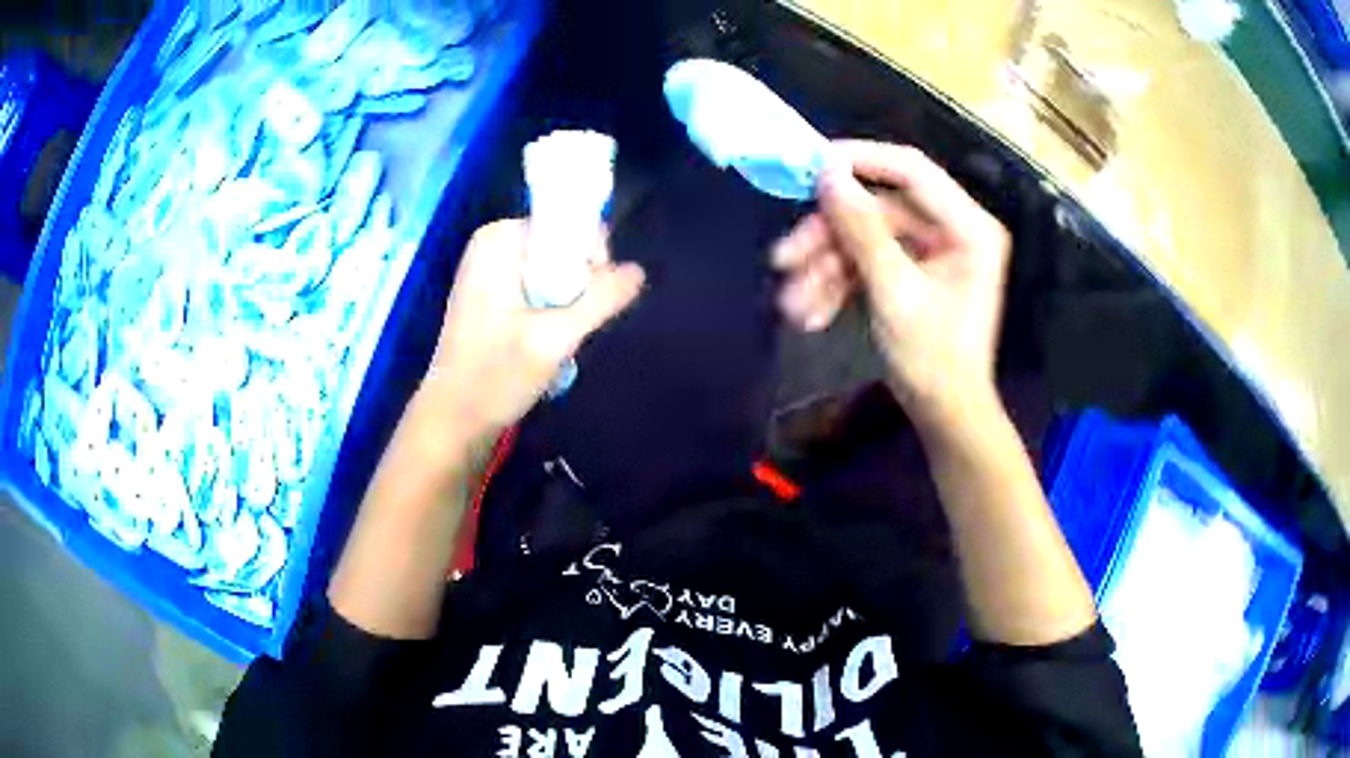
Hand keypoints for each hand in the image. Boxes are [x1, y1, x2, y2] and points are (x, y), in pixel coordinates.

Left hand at [421, 220, 644, 446]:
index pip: (573, 227)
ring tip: (554, 340)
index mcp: (500, 238)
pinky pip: (543, 289)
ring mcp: (493, 269)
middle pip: (567, 249)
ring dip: (568, 306)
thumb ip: (600, 300)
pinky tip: (544, 343)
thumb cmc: (494, 378)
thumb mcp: (553, 339)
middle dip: (579, 288)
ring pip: (559, 273)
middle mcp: (495, 243)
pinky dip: (553, 314)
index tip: (589, 303)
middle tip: (565, 329)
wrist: (453, 420)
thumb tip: (639, 271)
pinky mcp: (495, 294)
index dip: (592, 261)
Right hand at [772, 141, 1010, 424]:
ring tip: (791, 307)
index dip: (860, 160)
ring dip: (825, 268)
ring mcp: (930, 252)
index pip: (911, 170)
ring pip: (865, 239)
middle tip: (783, 260)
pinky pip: (868, 263)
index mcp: (968, 227)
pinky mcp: (911, 272)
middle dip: (829, 237)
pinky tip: (811, 314)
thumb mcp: (895, 292)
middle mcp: (952, 230)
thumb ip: (861, 229)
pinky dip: (838, 284)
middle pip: (878, 210)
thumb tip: (826, 173)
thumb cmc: (934, 360)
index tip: (810, 166)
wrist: (944, 417)